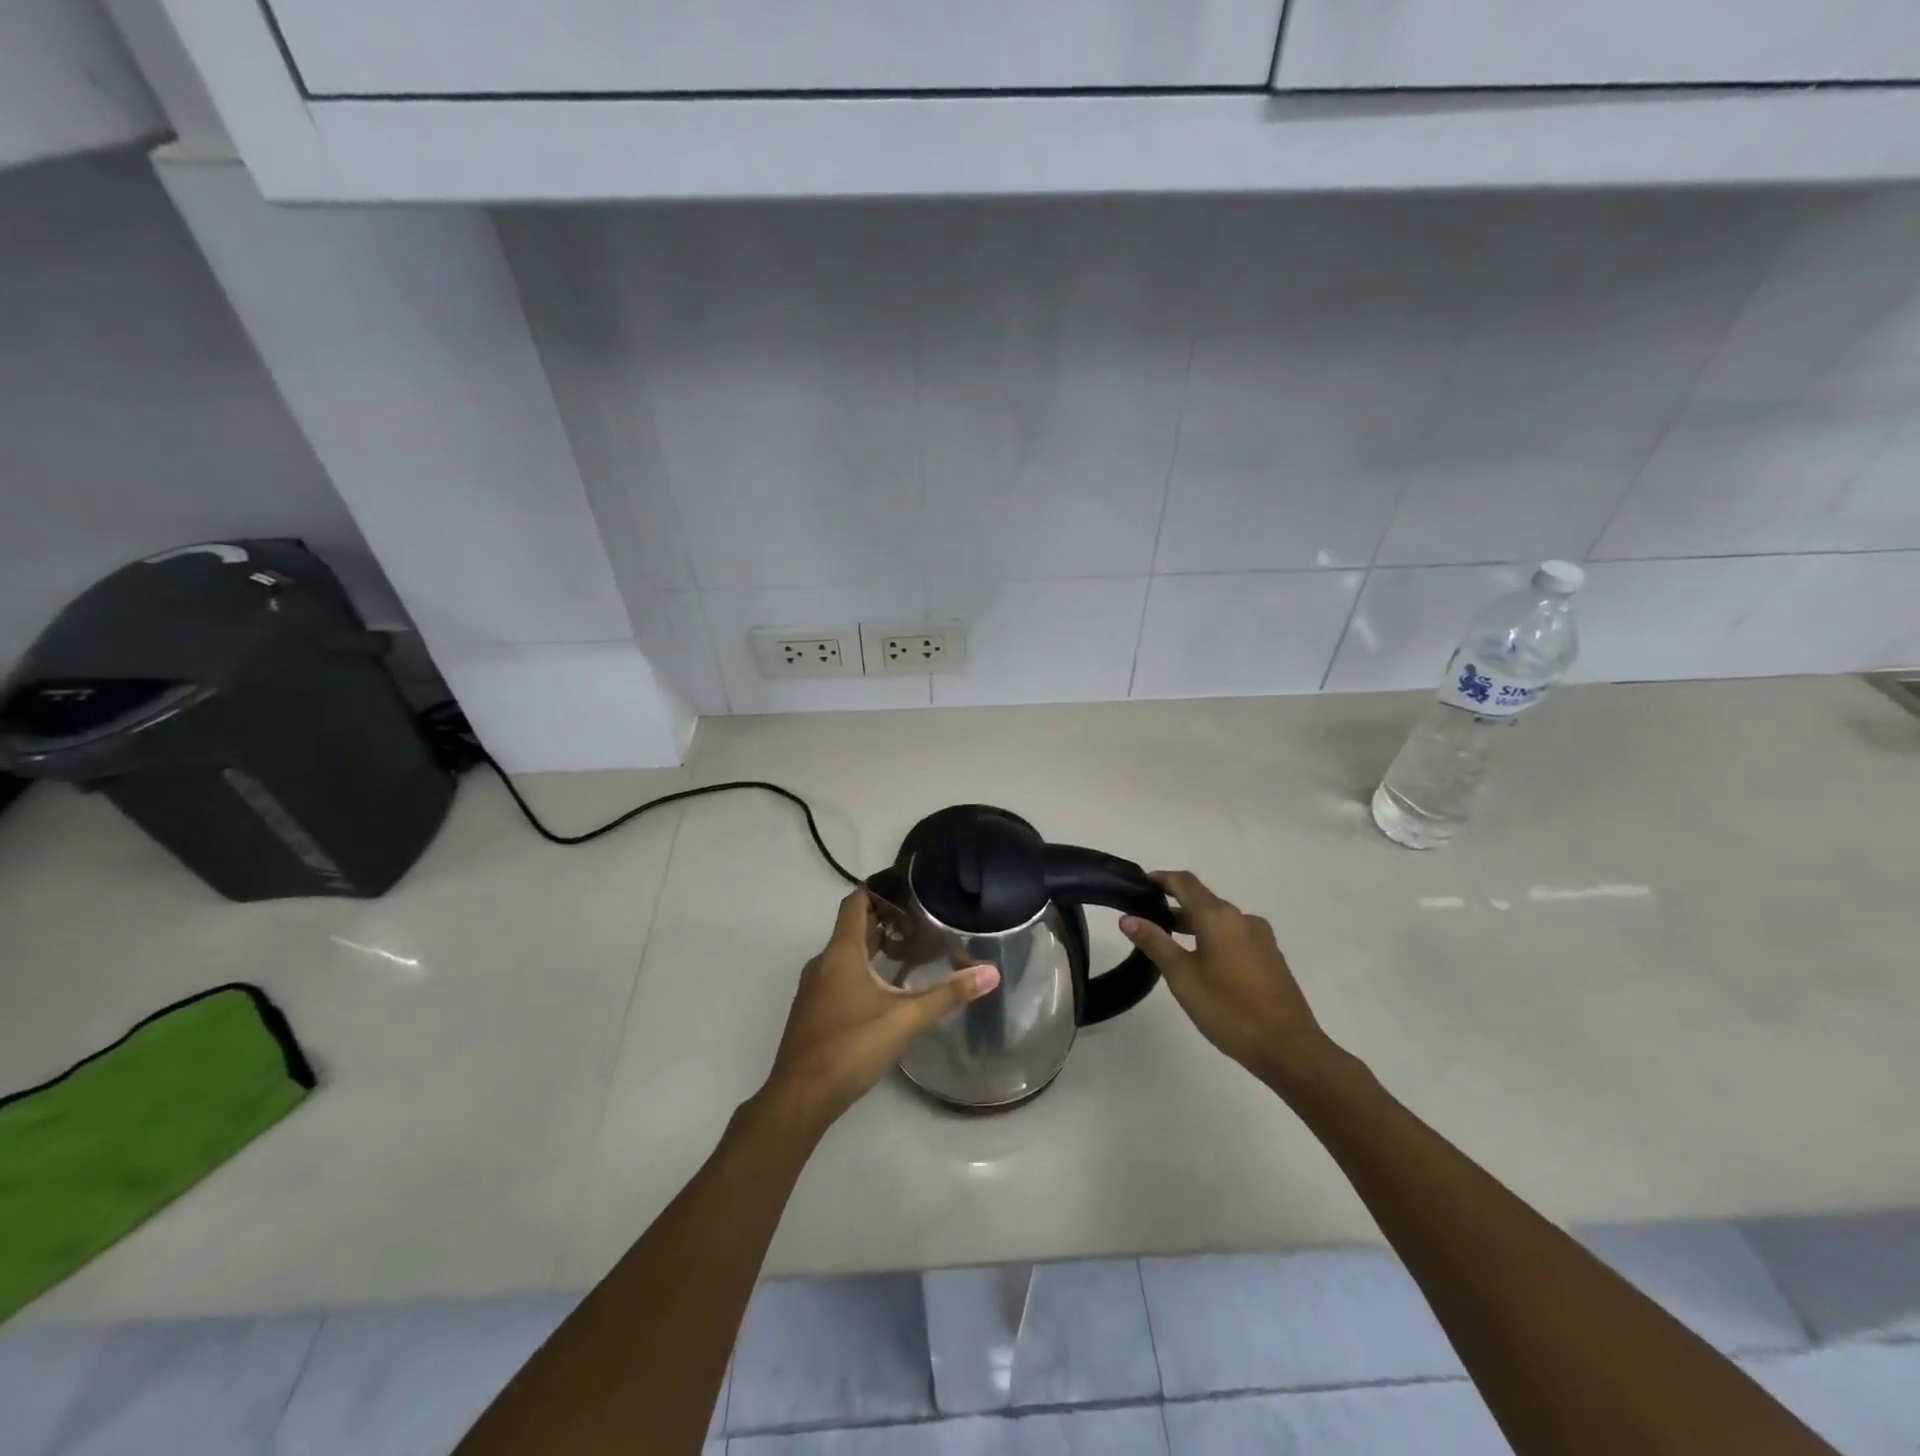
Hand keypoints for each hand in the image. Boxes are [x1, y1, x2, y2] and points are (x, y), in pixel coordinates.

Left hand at [760, 888, 998, 1134]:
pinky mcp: (814, 1012)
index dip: (879, 889)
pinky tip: (886, 990)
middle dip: (885, 920)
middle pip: (853, 928)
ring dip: (874, 947)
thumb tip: (991, 973)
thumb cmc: (850, 1047)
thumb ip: (947, 995)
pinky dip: (863, 971)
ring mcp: (814, 989)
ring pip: (846, 955)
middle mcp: (823, 963)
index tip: (907, 885)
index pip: (855, 903)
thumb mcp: (905, 1019)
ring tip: (911, 951)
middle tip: (921, 920)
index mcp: (841, 953)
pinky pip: (839, 976)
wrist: (799, 1098)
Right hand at [1121, 871, 1333, 1087]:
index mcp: (1218, 916)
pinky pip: (1235, 935)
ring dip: (1194, 923)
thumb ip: (1155, 942)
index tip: (1140, 883)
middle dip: (1174, 904)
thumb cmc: (1228, 1009)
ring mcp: (1261, 937)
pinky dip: (1213, 937)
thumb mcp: (1182, 976)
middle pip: (1203, 900)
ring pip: (1220, 920)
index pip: (1185, 882)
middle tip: (1147, 918)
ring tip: (1171, 941)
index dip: (1161, 878)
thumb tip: (1128, 918)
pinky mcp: (1271, 957)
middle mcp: (1242, 918)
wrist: (1289, 1048)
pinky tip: (1203, 961)